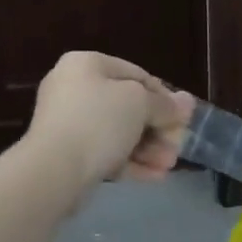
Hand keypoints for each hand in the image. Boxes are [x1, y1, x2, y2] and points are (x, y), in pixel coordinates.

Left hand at [28, 51, 193, 188]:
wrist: (53, 169)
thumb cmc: (99, 122)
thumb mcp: (140, 104)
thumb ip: (165, 104)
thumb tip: (187, 102)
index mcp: (86, 64)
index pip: (137, 75)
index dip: (165, 97)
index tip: (183, 119)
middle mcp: (74, 88)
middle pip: (129, 106)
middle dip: (158, 129)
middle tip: (177, 147)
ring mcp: (68, 122)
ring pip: (119, 133)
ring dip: (149, 149)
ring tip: (168, 166)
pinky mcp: (67, 153)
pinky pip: (105, 153)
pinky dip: (130, 162)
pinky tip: (155, 176)